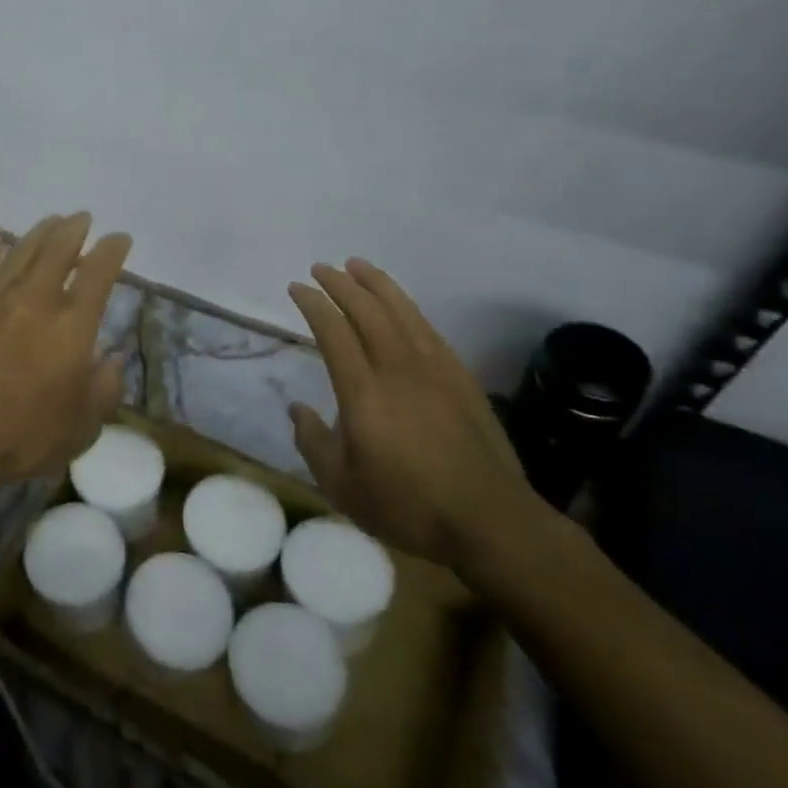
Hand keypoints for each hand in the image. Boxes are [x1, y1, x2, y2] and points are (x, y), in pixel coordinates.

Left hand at [0, 213, 131, 506]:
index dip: (112, 250)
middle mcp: (36, 301)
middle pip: (58, 250)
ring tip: (52, 220)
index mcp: (72, 326)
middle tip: (82, 218)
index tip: (120, 238)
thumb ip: (104, 389)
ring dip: (39, 232)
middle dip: (74, 229)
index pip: (98, 273)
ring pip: (21, 251)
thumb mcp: (83, 427)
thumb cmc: (25, 438)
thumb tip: (113, 360)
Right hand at [286, 259, 537, 572]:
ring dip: (378, 285)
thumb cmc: (407, 506)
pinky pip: (430, 331)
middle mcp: (398, 369)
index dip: (313, 304)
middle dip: (341, 284)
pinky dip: (409, 309)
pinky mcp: (462, 380)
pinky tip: (402, 306)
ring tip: (358, 265)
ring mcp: (436, 371)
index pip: (333, 332)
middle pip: (368, 311)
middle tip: (321, 268)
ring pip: (402, 312)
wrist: (490, 521)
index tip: (297, 288)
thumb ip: (313, 442)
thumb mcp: (341, 486)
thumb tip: (297, 408)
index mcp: (363, 392)